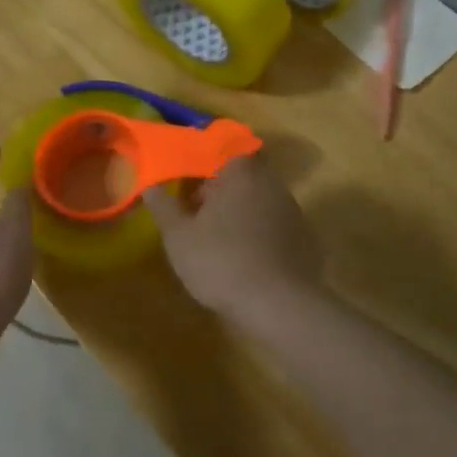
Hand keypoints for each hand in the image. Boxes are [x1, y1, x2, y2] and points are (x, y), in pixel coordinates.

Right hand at [144, 156, 322, 327]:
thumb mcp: (179, 236)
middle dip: (221, 191)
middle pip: (243, 177)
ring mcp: (293, 211)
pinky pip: (275, 226)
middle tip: (199, 214)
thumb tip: (151, 186)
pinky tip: (246, 259)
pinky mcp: (305, 239)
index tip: (190, 183)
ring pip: (260, 201)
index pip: (224, 152)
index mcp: (241, 173)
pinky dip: (260, 235)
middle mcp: (271, 183)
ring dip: (241, 213)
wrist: (278, 305)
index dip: (205, 165)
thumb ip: (164, 207)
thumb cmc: (221, 261)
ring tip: (219, 239)